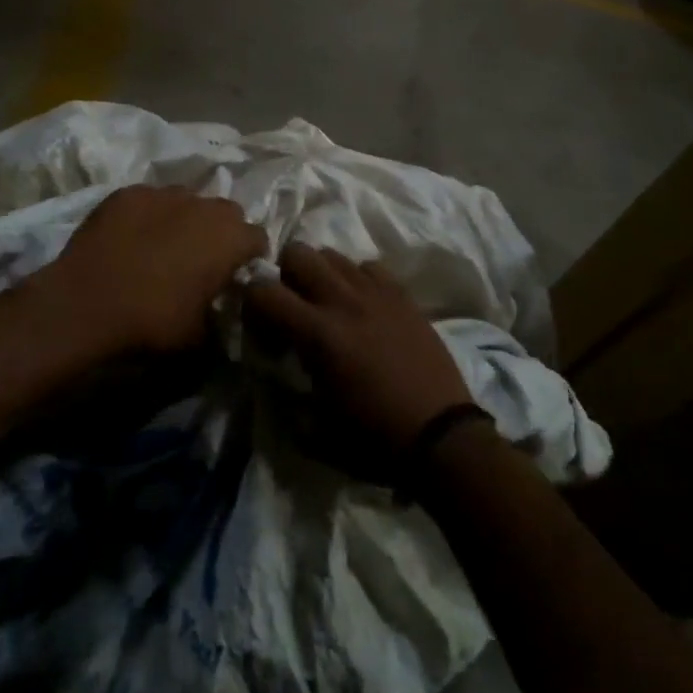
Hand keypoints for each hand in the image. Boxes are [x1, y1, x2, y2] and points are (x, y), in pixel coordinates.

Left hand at [31, 185, 266, 352]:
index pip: (258, 238)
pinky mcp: (128, 193)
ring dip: (186, 218)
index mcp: (229, 238)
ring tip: (165, 245)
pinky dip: (149, 215)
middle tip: (203, 258)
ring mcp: (163, 194)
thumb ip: (220, 317)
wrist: (86, 304)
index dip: (250, 257)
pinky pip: (149, 199)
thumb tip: (221, 312)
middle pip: (226, 211)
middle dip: (222, 231)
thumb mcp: (200, 337)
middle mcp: (203, 206)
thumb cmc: (153, 322)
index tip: (237, 274)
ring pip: (187, 199)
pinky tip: (131, 238)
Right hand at [245, 245, 472, 456]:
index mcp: (318, 334)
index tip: (257, 322)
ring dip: (320, 273)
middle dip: (285, 273)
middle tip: (292, 304)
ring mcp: (376, 294)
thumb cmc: (375, 440)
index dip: (250, 300)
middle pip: (298, 252)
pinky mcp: (402, 295)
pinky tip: (362, 305)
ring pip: (333, 254)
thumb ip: (286, 396)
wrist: (442, 438)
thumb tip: (272, 375)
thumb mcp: (316, 429)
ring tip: (326, 302)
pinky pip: (369, 267)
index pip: (263, 290)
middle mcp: (344, 301)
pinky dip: (357, 279)